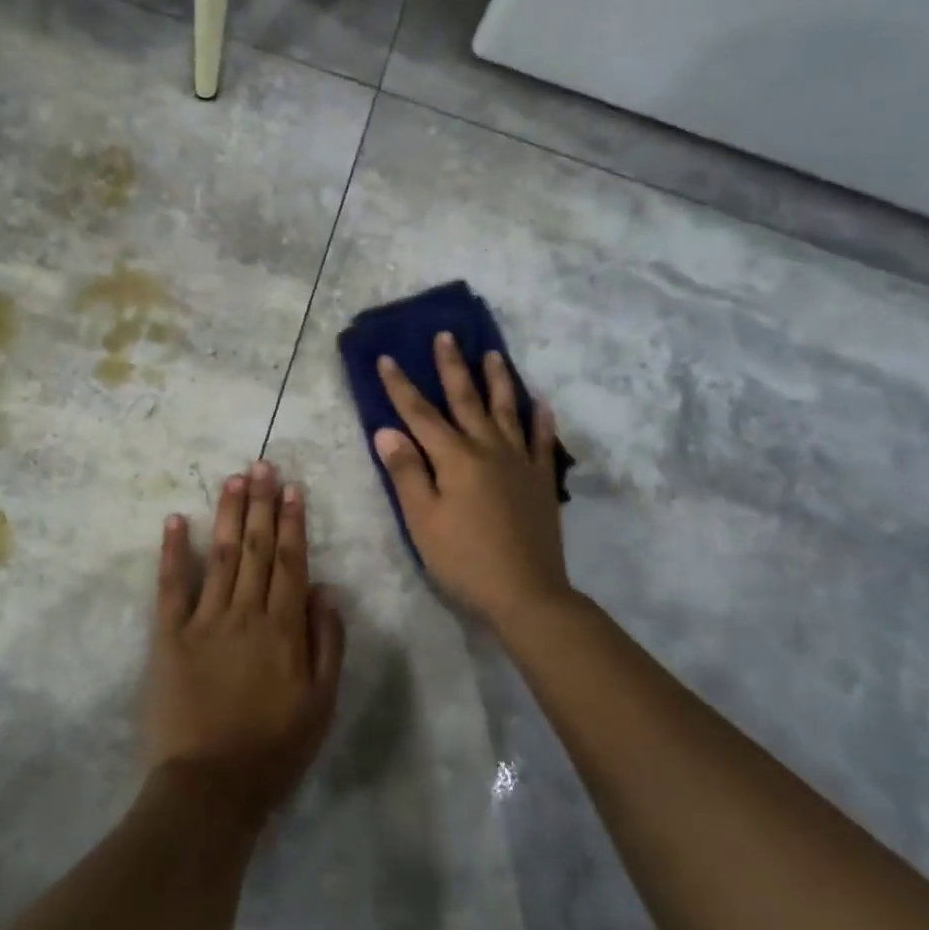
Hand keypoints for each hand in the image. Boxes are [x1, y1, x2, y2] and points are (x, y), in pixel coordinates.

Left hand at [145, 461, 344, 828]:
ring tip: (233, 479)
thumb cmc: (274, 749)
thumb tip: (325, 588)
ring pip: (222, 556)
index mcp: (283, 627)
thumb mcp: (322, 703)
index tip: (291, 488)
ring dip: (229, 515)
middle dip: (260, 504)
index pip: (290, 562)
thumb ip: (327, 642)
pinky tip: (177, 520)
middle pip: (257, 548)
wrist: (210, 788)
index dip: (292, 522)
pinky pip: (171, 586)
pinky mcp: (169, 636)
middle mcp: (245, 612)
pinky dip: (174, 551)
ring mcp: (204, 621)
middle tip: (261, 464)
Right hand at [375, 333, 571, 625]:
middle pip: (466, 399)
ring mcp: (519, 462)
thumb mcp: (422, 520)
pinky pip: (541, 441)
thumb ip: (406, 472)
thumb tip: (387, 430)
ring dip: (498, 380)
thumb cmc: (464, 560)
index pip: (420, 414)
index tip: (387, 358)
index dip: (401, 386)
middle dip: (452, 366)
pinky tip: (541, 403)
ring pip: (507, 410)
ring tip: (493, 354)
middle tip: (446, 335)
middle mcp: (488, 449)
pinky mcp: (541, 481)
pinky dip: (541, 420)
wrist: (527, 594)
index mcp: (454, 458)